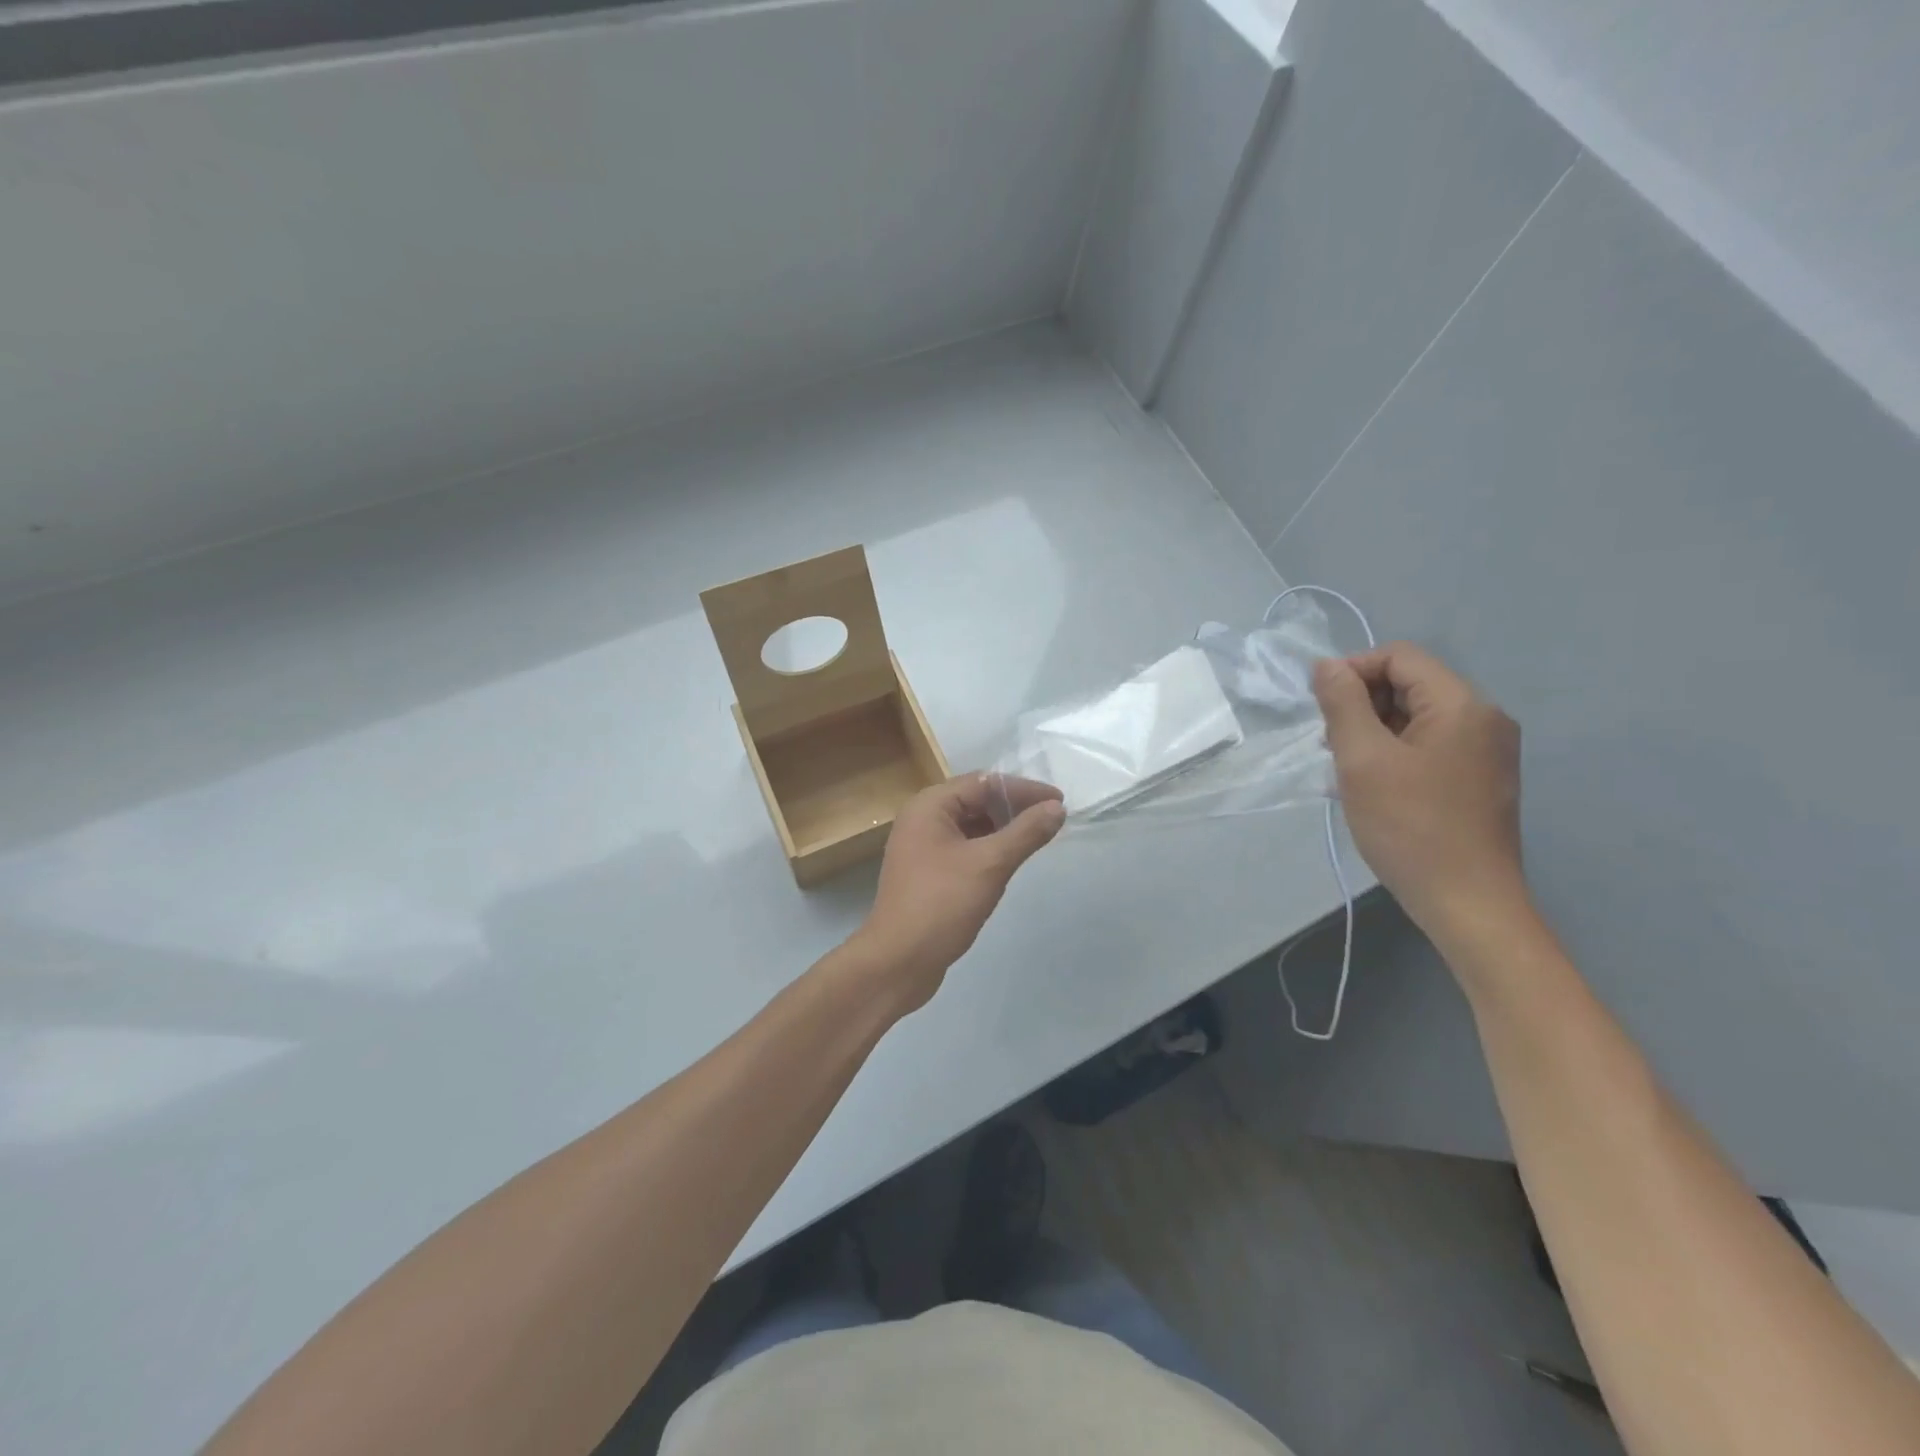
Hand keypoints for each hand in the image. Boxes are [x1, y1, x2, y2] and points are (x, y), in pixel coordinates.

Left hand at [851, 774, 1065, 1014]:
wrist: (898, 962)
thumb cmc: (942, 904)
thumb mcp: (990, 864)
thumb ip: (1026, 833)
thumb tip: (1057, 808)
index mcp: (929, 806)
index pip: (984, 782)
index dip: (1024, 790)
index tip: (1060, 802)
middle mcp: (922, 818)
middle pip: (976, 800)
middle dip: (1015, 807)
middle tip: (1052, 820)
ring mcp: (922, 846)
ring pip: (971, 825)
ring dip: (1003, 828)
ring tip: (1037, 838)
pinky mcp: (927, 872)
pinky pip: (964, 847)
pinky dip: (989, 848)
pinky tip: (1010, 861)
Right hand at [1312, 644, 1529, 944]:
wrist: (1468, 903)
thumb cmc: (1410, 827)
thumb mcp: (1363, 760)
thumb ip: (1343, 704)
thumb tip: (1327, 665)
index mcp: (1462, 705)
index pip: (1400, 656)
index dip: (1353, 671)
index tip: (1321, 709)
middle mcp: (1484, 718)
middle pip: (1411, 684)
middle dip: (1363, 704)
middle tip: (1332, 745)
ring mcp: (1487, 750)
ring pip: (1417, 717)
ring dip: (1374, 731)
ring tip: (1348, 770)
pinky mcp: (1480, 778)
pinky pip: (1430, 745)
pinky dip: (1395, 753)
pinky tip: (1373, 786)